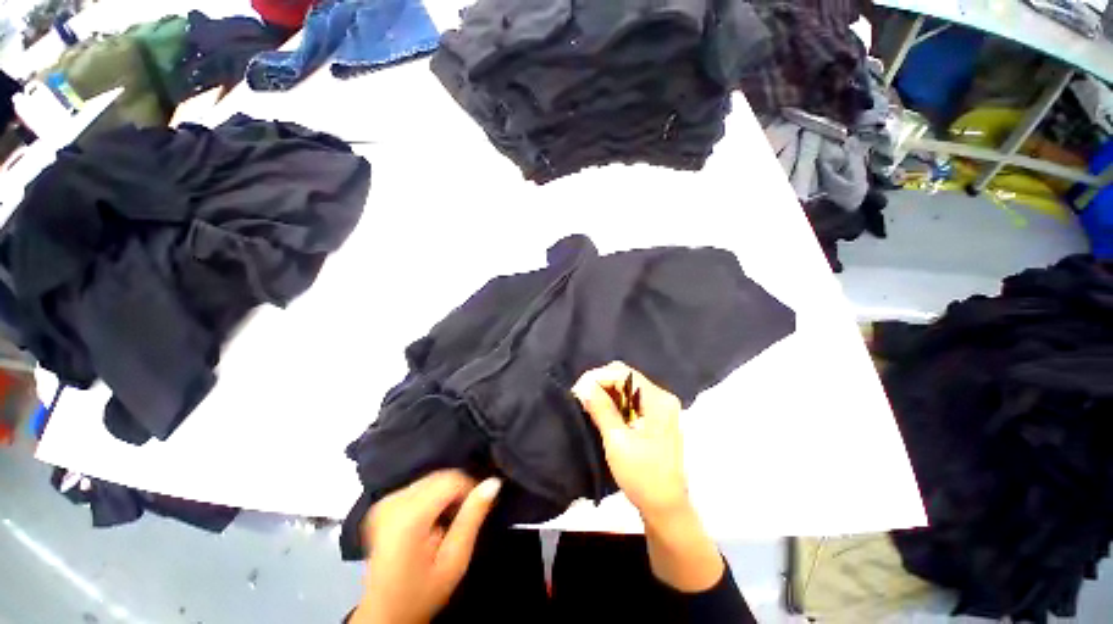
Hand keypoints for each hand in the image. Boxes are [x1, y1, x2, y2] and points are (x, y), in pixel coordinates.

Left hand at [353, 470, 500, 623]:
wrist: (384, 615)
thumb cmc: (422, 592)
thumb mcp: (455, 560)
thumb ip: (473, 517)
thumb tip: (494, 482)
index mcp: (409, 516)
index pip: (451, 479)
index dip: (472, 487)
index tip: (483, 506)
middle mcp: (393, 501)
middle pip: (439, 476)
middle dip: (459, 490)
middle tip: (469, 516)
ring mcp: (385, 501)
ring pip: (431, 479)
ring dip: (446, 493)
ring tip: (452, 520)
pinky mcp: (382, 504)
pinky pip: (418, 486)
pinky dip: (433, 496)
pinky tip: (435, 519)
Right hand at [572, 361, 688, 522]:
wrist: (664, 507)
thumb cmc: (642, 476)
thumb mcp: (617, 441)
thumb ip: (601, 409)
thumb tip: (584, 386)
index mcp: (658, 401)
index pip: (624, 373)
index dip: (598, 377)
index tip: (579, 390)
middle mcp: (661, 397)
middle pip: (626, 377)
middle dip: (601, 383)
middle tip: (582, 398)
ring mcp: (659, 407)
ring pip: (626, 387)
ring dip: (606, 392)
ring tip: (589, 405)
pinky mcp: (654, 416)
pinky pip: (630, 399)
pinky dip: (614, 402)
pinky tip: (602, 412)